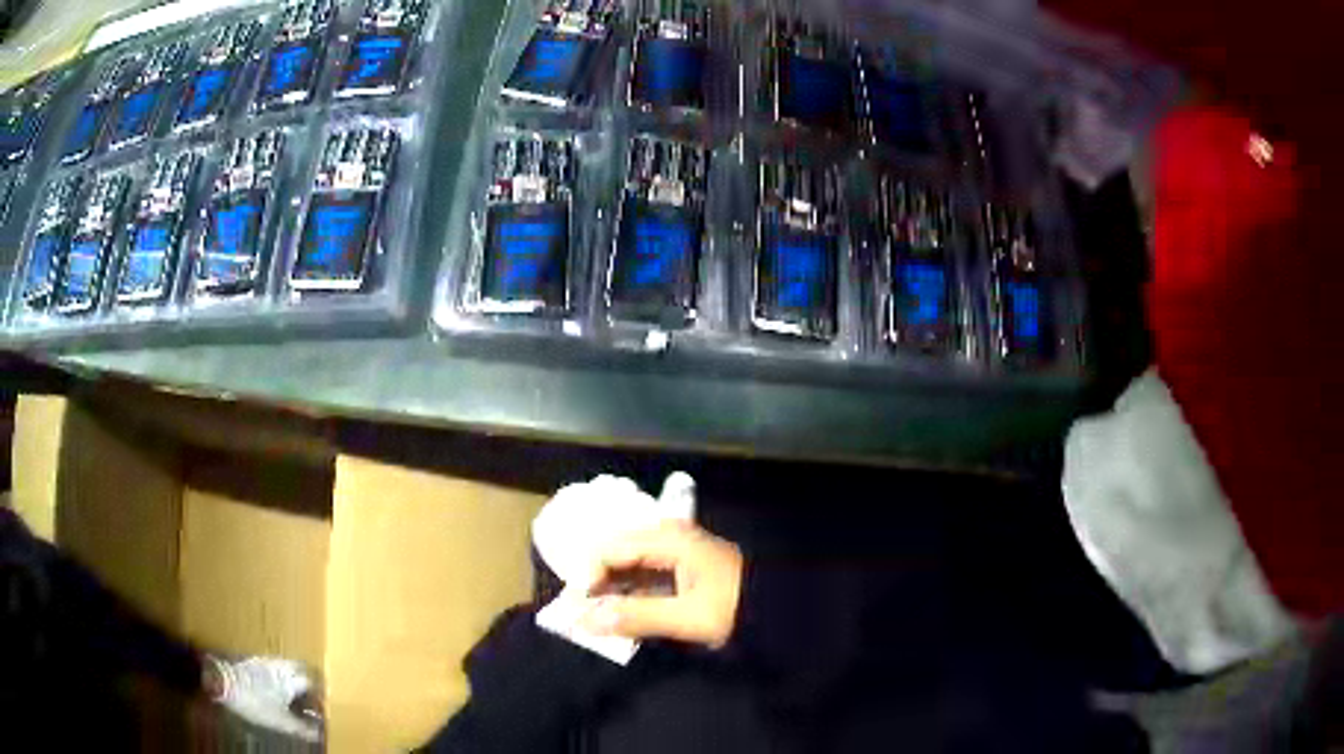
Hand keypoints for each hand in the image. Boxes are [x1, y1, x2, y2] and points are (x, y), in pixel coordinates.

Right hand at [581, 521, 743, 648]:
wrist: (779, 608)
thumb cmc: (736, 607)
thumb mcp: (688, 616)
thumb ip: (637, 617)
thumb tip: (585, 621)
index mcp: (667, 539)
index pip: (609, 550)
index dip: (586, 578)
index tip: (575, 610)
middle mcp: (665, 537)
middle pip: (613, 554)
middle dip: (593, 585)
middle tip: (579, 617)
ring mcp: (672, 551)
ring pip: (625, 567)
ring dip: (608, 593)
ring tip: (594, 621)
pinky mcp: (678, 568)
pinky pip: (640, 577)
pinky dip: (626, 596)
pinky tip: (619, 617)